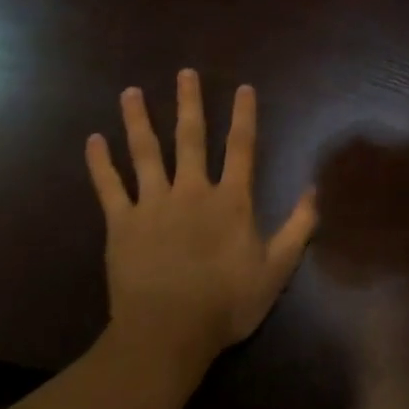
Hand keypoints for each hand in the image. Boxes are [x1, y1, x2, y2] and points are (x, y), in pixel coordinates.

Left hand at [86, 72, 317, 382]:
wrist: (166, 336)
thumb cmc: (226, 303)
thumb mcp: (277, 268)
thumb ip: (298, 227)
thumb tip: (315, 189)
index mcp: (231, 199)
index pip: (241, 146)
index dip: (244, 115)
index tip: (243, 88)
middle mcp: (192, 190)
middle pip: (190, 137)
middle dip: (190, 103)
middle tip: (185, 73)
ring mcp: (153, 205)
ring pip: (145, 153)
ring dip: (138, 121)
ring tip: (130, 92)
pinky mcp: (121, 224)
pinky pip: (109, 187)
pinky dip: (100, 163)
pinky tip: (93, 140)